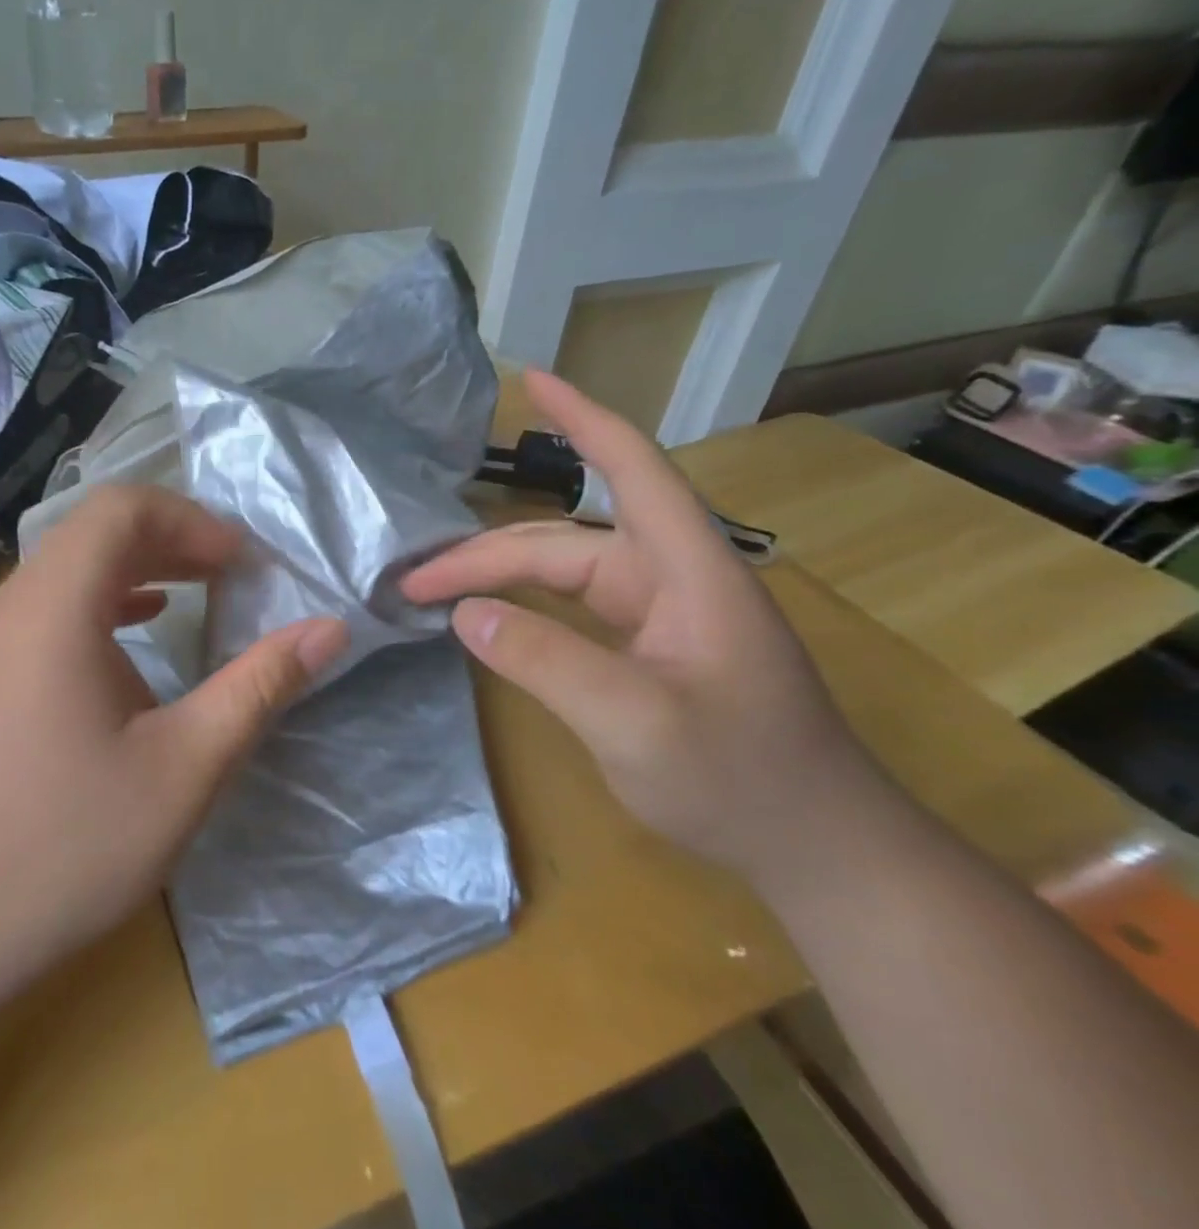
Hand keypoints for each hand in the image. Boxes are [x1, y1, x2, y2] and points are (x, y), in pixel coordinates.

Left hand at [0, 485, 347, 1010]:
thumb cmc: (67, 846)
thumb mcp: (186, 767)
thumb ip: (260, 686)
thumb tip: (331, 629)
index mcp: (56, 607)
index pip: (121, 507)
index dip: (190, 520)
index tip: (241, 564)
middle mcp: (13, 606)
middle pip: (95, 530)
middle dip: (173, 538)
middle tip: (233, 575)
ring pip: (70, 567)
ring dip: (140, 567)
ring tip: (199, 592)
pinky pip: (50, 606)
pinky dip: (105, 601)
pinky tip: (140, 631)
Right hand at [403, 371, 888, 887]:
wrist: (816, 847)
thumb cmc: (742, 781)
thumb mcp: (634, 724)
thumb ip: (548, 662)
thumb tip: (466, 616)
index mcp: (688, 570)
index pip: (632, 469)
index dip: (582, 420)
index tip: (531, 381)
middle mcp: (671, 577)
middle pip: (563, 540)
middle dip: (484, 554)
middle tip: (412, 585)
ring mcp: (659, 613)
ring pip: (561, 573)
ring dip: (497, 578)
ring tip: (432, 594)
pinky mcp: (649, 645)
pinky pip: (571, 606)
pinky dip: (523, 605)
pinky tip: (487, 617)